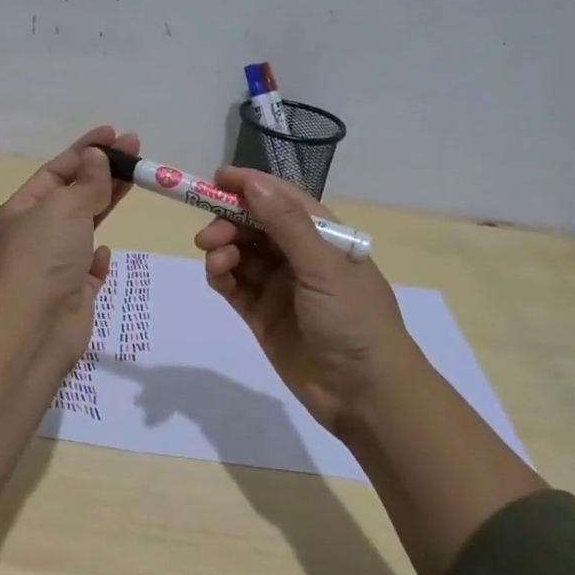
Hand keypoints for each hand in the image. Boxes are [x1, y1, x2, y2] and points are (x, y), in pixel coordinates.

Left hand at [0, 126, 137, 375]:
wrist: (34, 327)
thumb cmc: (43, 257)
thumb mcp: (64, 208)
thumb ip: (87, 183)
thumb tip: (96, 158)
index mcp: (19, 211)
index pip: (56, 171)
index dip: (85, 150)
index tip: (114, 134)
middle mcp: (33, 236)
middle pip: (72, 196)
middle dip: (102, 172)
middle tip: (135, 151)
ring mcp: (52, 266)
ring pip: (83, 228)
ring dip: (105, 206)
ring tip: (135, 181)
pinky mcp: (71, 294)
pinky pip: (86, 269)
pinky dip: (96, 257)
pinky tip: (104, 251)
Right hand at [194, 167, 419, 436]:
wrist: (366, 394)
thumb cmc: (354, 319)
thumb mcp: (323, 266)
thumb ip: (285, 224)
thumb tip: (252, 182)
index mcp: (324, 236)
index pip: (282, 199)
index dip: (251, 186)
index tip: (217, 179)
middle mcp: (300, 257)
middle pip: (255, 226)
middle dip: (229, 222)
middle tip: (207, 236)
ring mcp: (280, 287)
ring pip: (242, 255)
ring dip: (224, 250)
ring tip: (216, 261)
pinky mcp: (263, 316)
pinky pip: (235, 287)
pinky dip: (222, 277)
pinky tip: (217, 276)